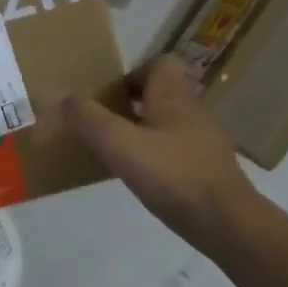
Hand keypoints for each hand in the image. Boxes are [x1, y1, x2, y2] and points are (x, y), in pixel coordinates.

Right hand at [61, 55, 258, 252]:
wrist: (228, 224)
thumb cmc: (173, 174)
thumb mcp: (119, 144)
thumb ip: (87, 118)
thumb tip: (59, 97)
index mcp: (174, 96)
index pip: (161, 63)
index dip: (134, 72)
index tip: (110, 94)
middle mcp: (193, 111)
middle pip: (162, 92)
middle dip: (132, 102)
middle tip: (104, 120)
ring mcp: (204, 141)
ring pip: (169, 121)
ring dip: (144, 129)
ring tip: (116, 148)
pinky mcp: (208, 169)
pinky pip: (177, 149)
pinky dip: (158, 155)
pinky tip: (141, 176)